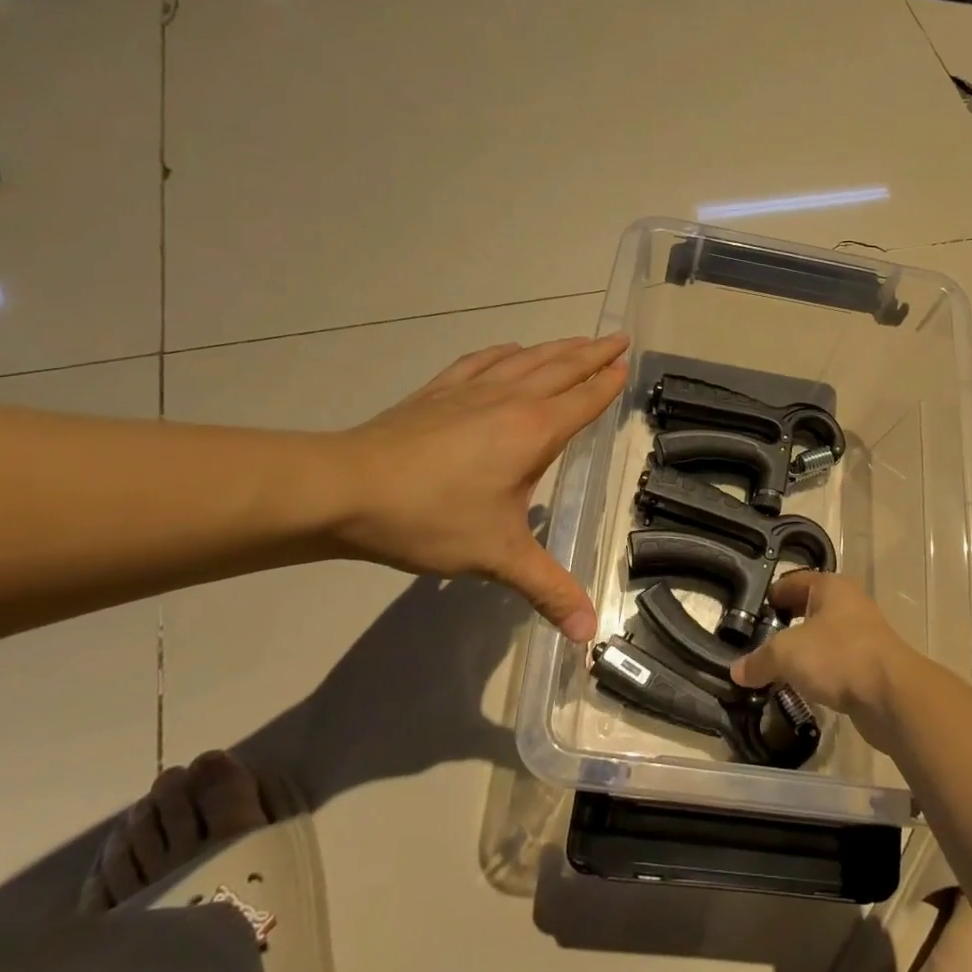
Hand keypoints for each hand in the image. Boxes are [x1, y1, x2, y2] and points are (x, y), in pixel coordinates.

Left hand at [330, 334, 628, 640]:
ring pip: (526, 359)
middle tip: (617, 337)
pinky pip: (482, 361)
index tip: (626, 362)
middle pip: (562, 367)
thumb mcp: (498, 557)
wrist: (345, 488)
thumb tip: (589, 634)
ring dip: (557, 348)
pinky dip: (505, 352)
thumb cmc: (431, 517)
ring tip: (577, 341)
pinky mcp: (438, 391)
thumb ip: (548, 590)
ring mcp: (471, 390)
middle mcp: (510, 399)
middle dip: (593, 353)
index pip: (584, 399)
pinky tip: (510, 351)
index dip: (608, 382)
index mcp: (534, 431)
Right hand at [731, 572, 923, 750]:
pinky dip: (818, 672)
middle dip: (786, 624)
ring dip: (803, 651)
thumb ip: (759, 660)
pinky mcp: (870, 666)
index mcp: (831, 587)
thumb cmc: (838, 656)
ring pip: (823, 638)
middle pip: (810, 609)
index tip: (753, 611)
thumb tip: (736, 671)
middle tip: (760, 640)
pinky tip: (802, 687)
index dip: (773, 594)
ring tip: (776, 667)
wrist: (891, 695)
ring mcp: (863, 635)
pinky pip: (835, 663)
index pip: (795, 581)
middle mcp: (849, 604)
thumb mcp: (787, 654)